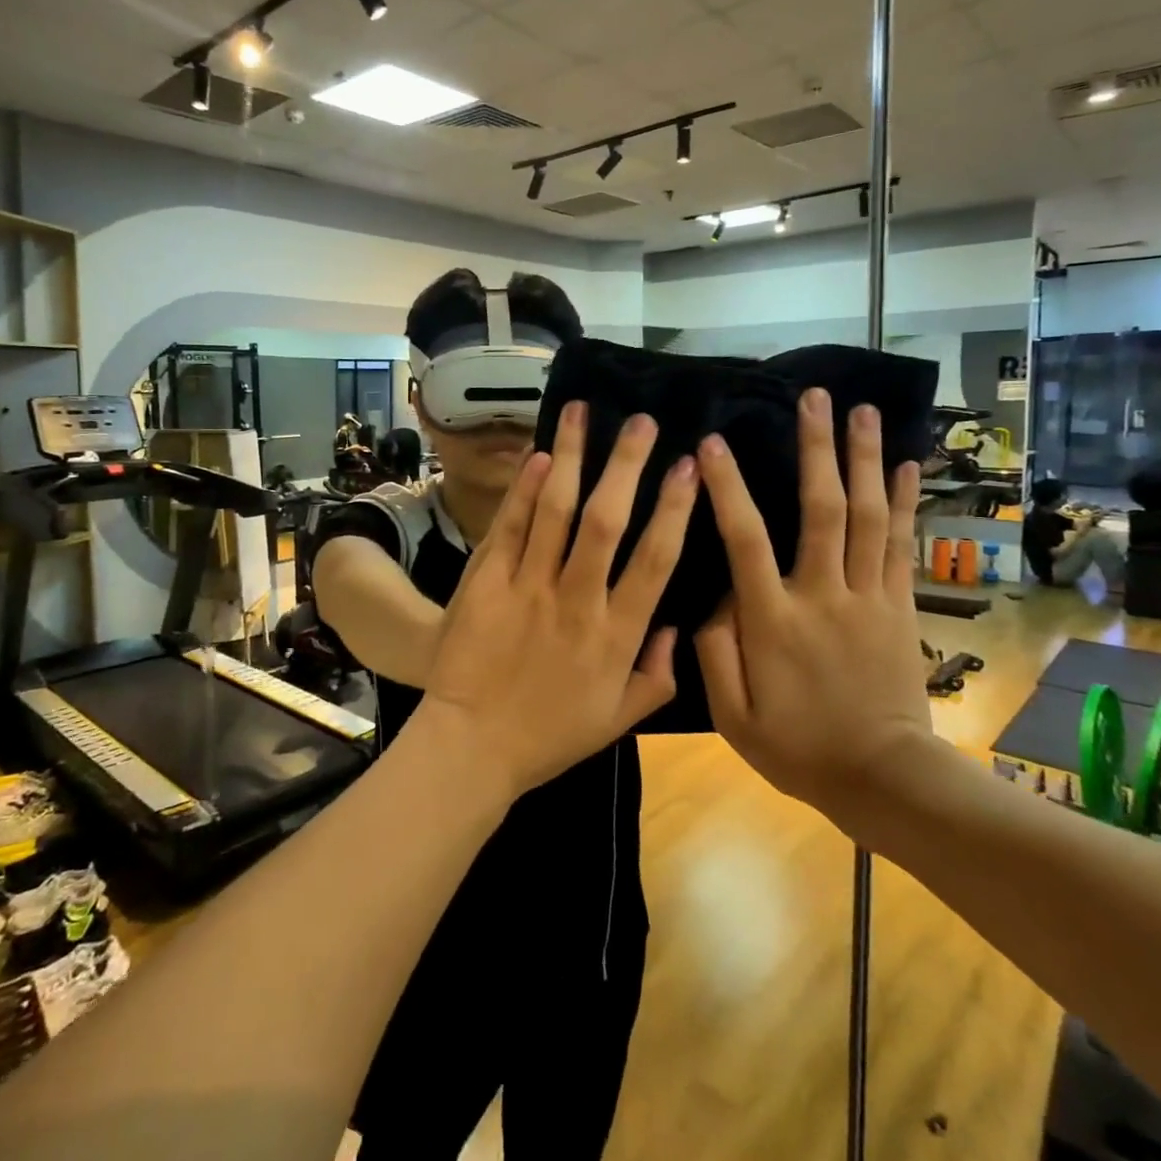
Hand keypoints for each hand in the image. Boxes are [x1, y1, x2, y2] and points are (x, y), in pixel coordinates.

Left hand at [416, 402, 697, 797]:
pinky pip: (511, 528)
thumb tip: (678, 628)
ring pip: (556, 511)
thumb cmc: (549, 736)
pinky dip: (525, 490)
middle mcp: (578, 601)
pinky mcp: (488, 583)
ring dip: (573, 458)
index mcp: (616, 634)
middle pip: (608, 520)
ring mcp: (529, 588)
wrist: (471, 747)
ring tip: (584, 413)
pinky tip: (540, 456)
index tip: (689, 466)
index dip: (675, 508)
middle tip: (644, 421)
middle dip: (628, 465)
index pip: (656, 559)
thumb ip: (657, 676)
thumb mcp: (617, 720)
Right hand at [693, 390, 933, 821]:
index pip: (745, 540)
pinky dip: (904, 502)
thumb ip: (712, 651)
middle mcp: (823, 595)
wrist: (884, 778)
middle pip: (822, 509)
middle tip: (814, 398)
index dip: (727, 488)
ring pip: (868, 516)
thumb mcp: (732, 715)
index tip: (712, 443)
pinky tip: (906, 465)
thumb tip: (711, 596)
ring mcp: (868, 597)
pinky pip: (901, 545)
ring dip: (864, 460)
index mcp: (773, 619)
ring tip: (862, 411)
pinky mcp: (898, 606)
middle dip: (817, 449)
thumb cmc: (797, 747)